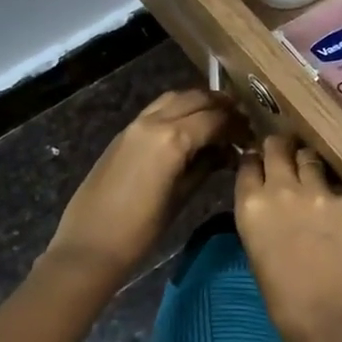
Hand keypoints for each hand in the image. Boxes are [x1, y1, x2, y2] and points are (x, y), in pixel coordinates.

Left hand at [46, 90, 241, 283]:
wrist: (91, 243)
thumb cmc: (142, 230)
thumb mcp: (182, 197)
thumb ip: (206, 166)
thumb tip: (225, 151)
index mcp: (173, 138)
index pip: (215, 118)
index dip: (237, 124)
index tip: (250, 135)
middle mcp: (155, 121)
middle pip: (196, 99)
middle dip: (221, 107)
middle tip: (239, 123)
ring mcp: (136, 124)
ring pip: (175, 97)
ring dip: (198, 102)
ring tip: (216, 119)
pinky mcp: (124, 132)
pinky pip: (158, 109)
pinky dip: (178, 109)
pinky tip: (189, 128)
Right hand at [235, 136, 341, 341]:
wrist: (328, 317)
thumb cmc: (282, 297)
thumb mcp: (255, 249)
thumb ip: (259, 215)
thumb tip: (267, 199)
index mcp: (250, 204)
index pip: (248, 162)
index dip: (255, 161)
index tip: (261, 164)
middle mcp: (281, 187)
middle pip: (278, 146)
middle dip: (280, 148)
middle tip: (287, 155)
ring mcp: (318, 190)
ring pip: (310, 156)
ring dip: (309, 163)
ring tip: (314, 177)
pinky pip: (338, 185)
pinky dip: (336, 193)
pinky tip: (338, 211)